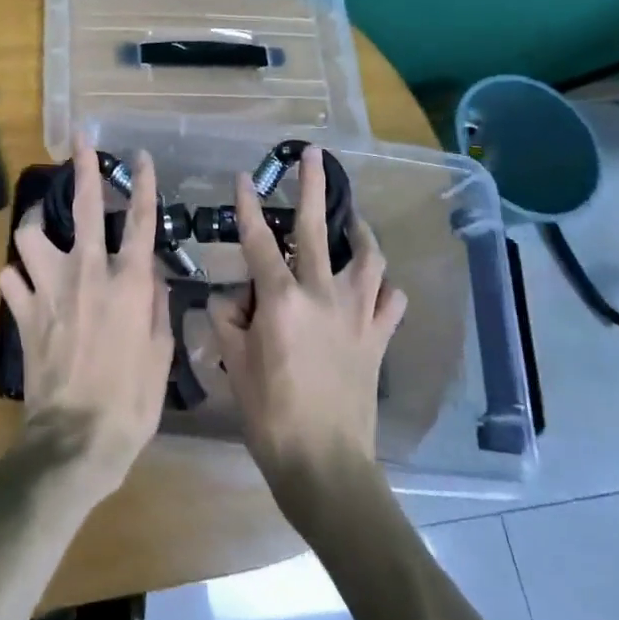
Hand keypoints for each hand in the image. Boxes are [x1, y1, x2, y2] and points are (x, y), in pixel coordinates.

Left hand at [0, 138, 171, 497]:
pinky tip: (22, 283)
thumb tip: (150, 272)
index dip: (142, 183)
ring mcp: (49, 288)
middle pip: (86, 206)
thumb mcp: (160, 354)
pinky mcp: (22, 311)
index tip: (141, 156)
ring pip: (30, 234)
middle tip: (79, 140)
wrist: (75, 440)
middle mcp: (88, 272)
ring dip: (35, 226)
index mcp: (128, 282)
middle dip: (83, 167)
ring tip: (41, 227)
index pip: (141, 220)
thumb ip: (156, 305)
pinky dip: (16, 277)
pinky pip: (9, 278)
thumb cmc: (130, 402)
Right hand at [207, 146, 407, 529]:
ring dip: (360, 232)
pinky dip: (384, 287)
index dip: (247, 205)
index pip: (259, 240)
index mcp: (281, 299)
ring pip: (368, 257)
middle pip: (317, 229)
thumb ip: (227, 321)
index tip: (242, 177)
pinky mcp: (378, 338)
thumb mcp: (233, 364)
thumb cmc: (270, 415)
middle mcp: (322, 294)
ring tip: (352, 220)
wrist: (326, 465)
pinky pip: (391, 301)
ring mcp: (357, 314)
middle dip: (312, 186)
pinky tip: (376, 285)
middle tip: (313, 154)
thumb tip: (229, 299)